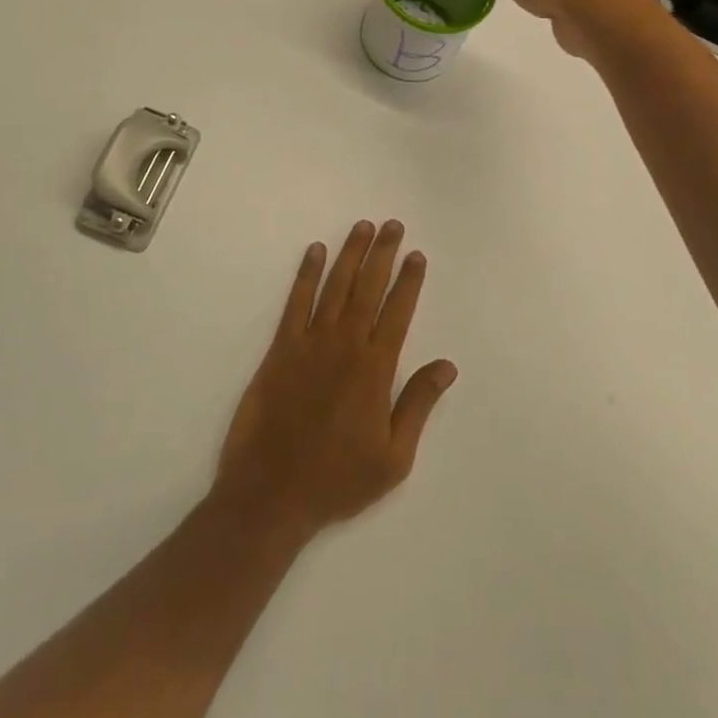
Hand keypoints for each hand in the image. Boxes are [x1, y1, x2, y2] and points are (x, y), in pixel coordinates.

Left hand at [213, 221, 456, 543]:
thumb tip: (446, 365)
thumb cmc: (338, 480)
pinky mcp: (280, 349)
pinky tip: (315, 252)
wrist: (272, 493)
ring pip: (335, 286)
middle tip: (392, 225)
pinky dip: (306, 274)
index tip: (416, 255)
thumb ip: (418, 404)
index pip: (397, 312)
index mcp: (375, 370)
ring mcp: (310, 343)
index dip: (409, 281)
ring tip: (362, 227)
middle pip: (368, 288)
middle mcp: (345, 345)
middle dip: (382, 254)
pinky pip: (296, 302)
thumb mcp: (393, 457)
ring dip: (350, 254)